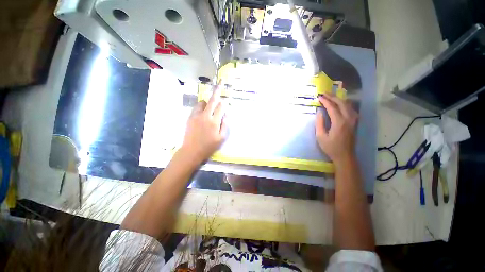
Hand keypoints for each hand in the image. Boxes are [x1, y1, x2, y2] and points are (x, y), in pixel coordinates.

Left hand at [181, 82, 226, 163]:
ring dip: (208, 102)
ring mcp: (196, 116)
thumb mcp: (221, 138)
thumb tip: (226, 115)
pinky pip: (196, 107)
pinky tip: (202, 112)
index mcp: (215, 122)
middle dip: (217, 90)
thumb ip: (225, 125)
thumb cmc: (209, 146)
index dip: (224, 103)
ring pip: (203, 102)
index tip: (225, 99)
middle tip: (220, 82)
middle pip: (212, 100)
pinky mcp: (190, 117)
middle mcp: (206, 116)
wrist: (192, 151)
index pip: (221, 107)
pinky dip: (201, 107)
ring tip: (210, 108)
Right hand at [315, 94, 357, 163]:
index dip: (325, 101)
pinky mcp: (355, 122)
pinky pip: (351, 109)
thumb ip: (319, 123)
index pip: (332, 107)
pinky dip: (345, 103)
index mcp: (339, 122)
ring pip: (348, 104)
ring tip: (331, 96)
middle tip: (324, 93)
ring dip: (339, 99)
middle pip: (342, 103)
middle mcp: (349, 118)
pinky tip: (340, 104)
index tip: (319, 96)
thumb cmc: (331, 147)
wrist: (345, 156)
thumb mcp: (320, 136)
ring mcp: (354, 120)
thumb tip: (319, 112)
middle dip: (332, 96)